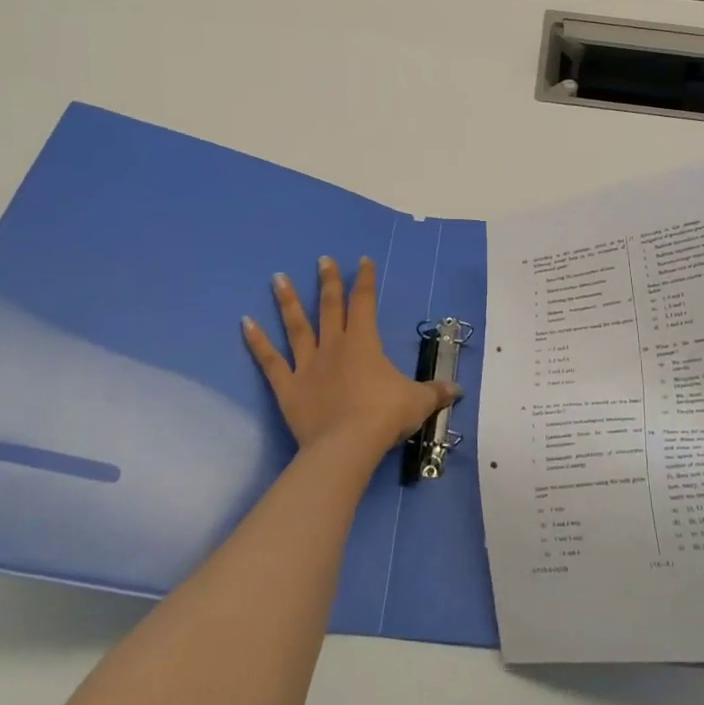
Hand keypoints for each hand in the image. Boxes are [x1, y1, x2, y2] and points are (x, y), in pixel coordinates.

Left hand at [242, 255, 457, 461]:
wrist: (346, 445)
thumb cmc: (384, 416)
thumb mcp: (418, 402)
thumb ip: (435, 392)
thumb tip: (458, 391)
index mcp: (364, 343)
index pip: (364, 303)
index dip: (365, 280)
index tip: (363, 260)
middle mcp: (334, 346)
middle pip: (330, 306)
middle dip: (328, 281)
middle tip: (322, 260)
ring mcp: (307, 364)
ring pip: (296, 326)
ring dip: (287, 301)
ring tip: (277, 277)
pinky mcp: (287, 386)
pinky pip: (269, 360)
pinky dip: (256, 341)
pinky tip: (245, 322)